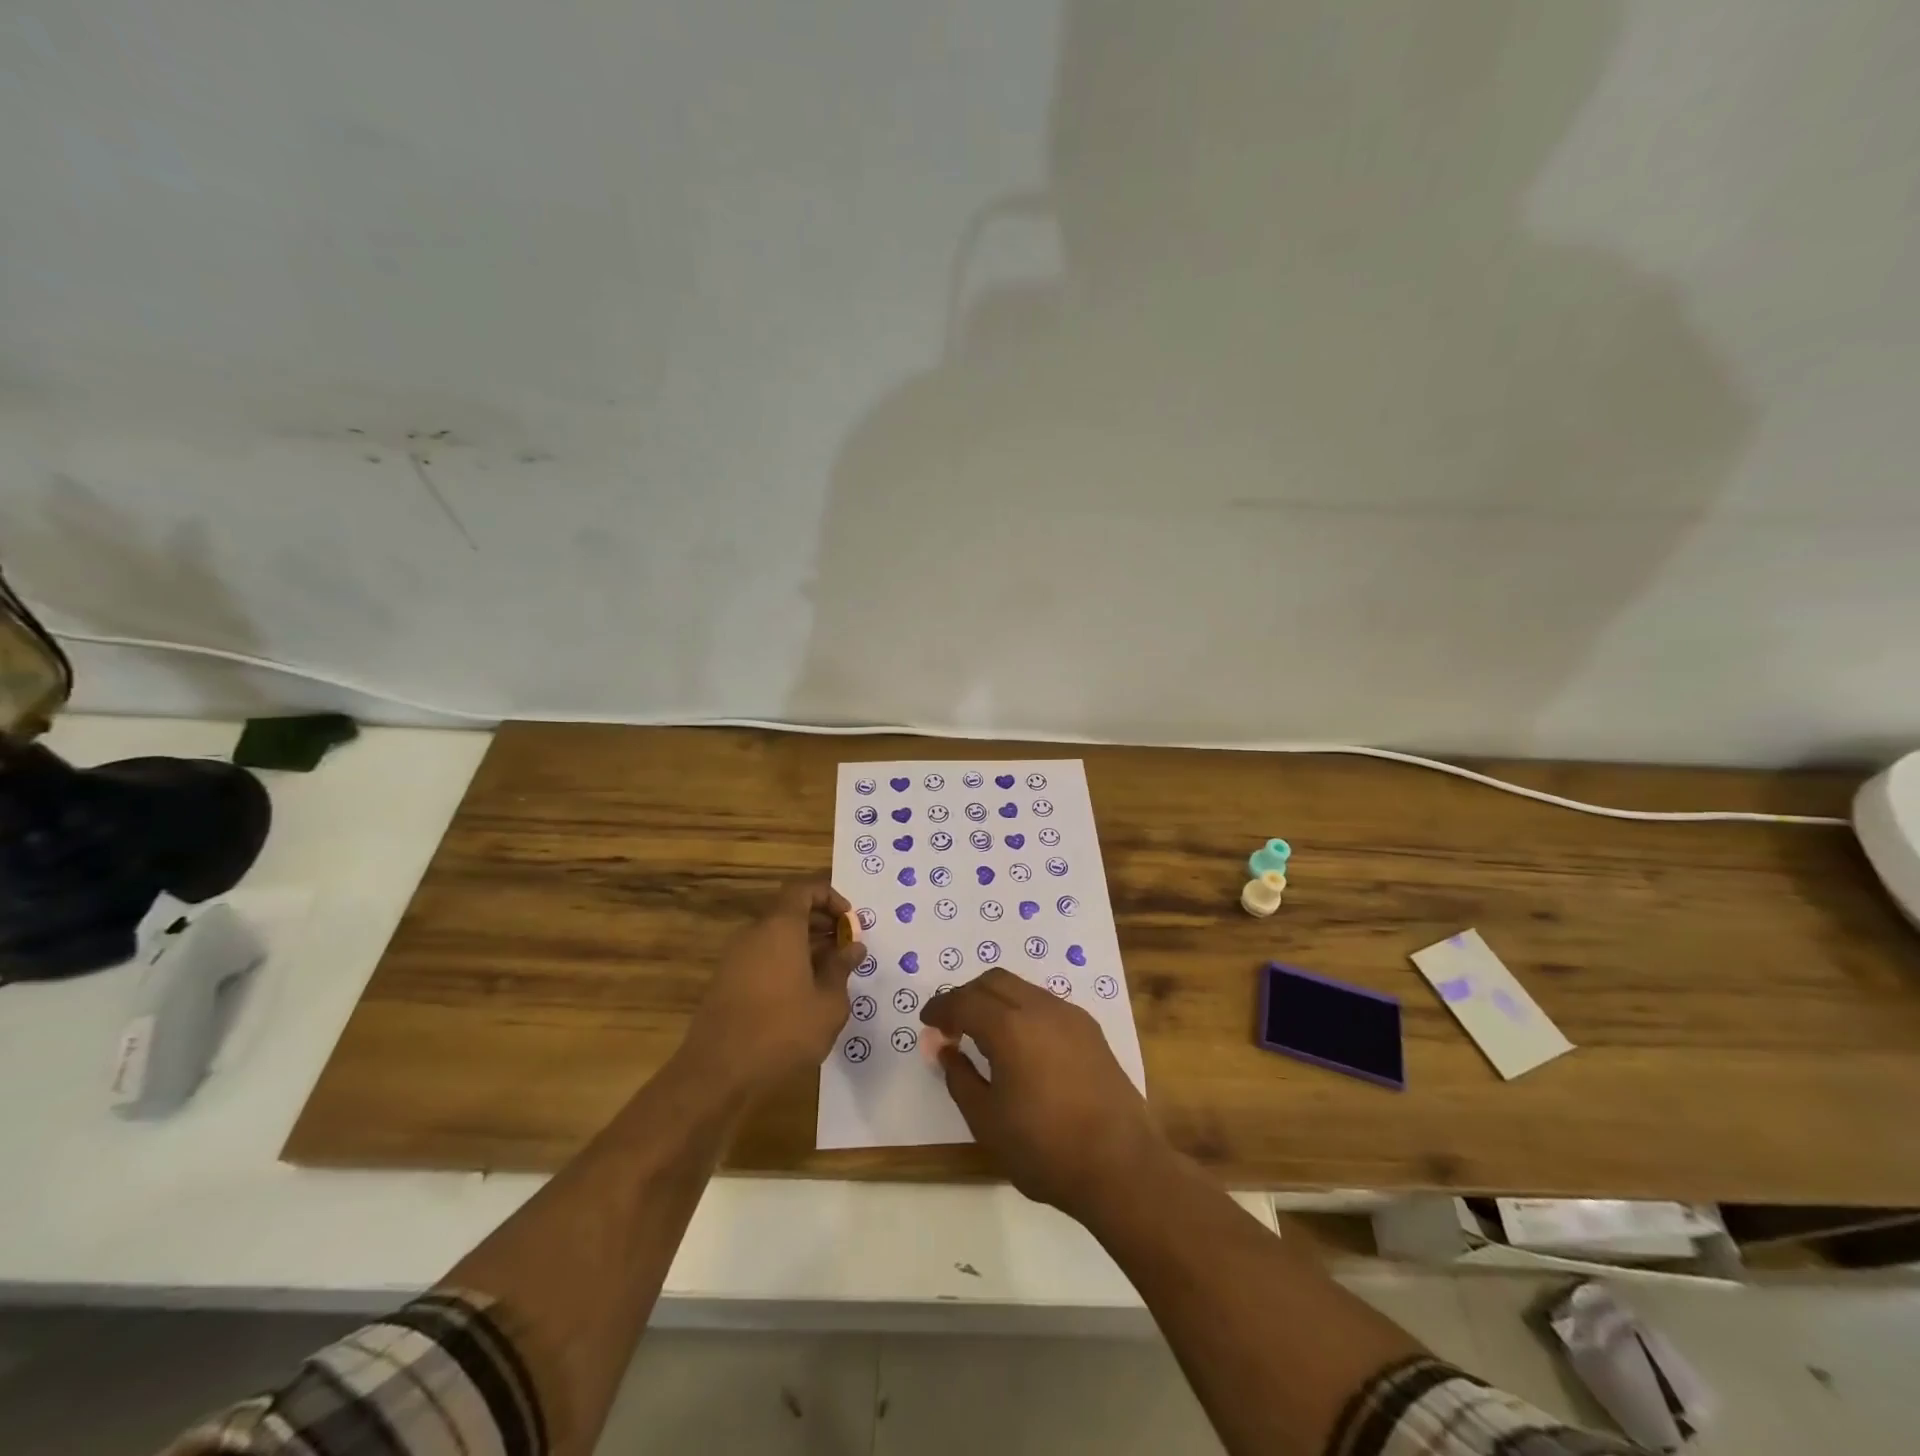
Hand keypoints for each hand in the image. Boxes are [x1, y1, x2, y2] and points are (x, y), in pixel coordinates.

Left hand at [681, 881, 864, 1098]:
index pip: (803, 889)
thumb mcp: (828, 1002)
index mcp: (780, 928)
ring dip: (804, 945)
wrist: (718, 1073)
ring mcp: (735, 959)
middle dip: (821, 923)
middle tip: (846, 946)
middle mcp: (754, 934)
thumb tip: (854, 947)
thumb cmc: (783, 1031)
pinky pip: (761, 958)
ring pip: (775, 937)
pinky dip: (785, 963)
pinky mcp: (725, 983)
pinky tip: (803, 994)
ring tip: (830, 972)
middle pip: (789, 912)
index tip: (850, 920)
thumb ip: (842, 968)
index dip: (829, 896)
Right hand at [921, 969, 1167, 1220]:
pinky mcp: (1091, 1030)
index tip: (927, 1021)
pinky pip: (1046, 1004)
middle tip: (952, 1025)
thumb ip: (959, 1077)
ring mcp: (1070, 1016)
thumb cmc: (1044, 1148)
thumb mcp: (986, 1121)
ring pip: (1022, 988)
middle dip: (967, 996)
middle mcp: (1041, 1008)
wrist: (1121, 1165)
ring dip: (997, 1000)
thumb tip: (945, 1048)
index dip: (941, 1008)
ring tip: (984, 1034)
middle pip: (994, 981)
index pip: (964, 1001)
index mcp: (1010, 1026)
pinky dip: (1022, 1010)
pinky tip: (1021, 1044)